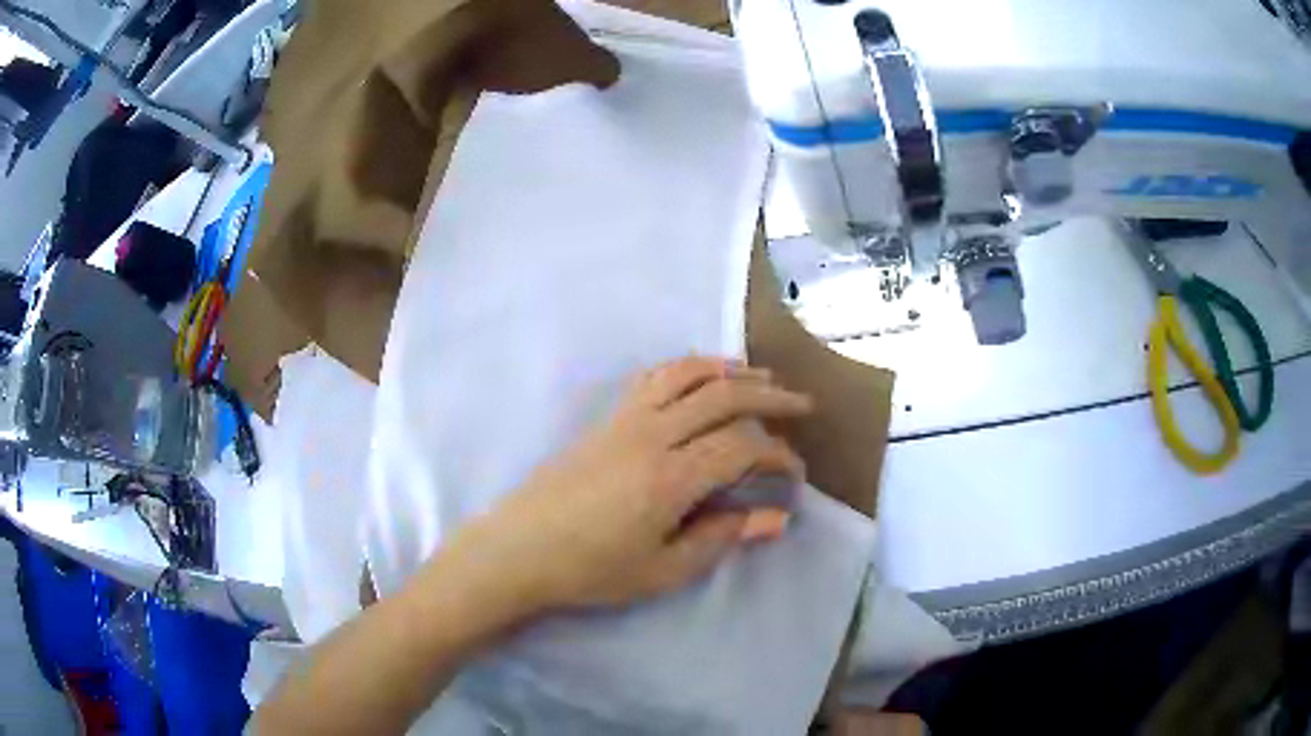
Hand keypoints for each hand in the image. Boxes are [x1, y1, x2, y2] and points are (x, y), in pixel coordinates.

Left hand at [441, 356, 812, 617]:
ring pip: (688, 374)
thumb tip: (777, 518)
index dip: (778, 456)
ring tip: (762, 377)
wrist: (519, 550)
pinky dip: (688, 367)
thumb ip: (722, 537)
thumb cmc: (591, 570)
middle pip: (725, 396)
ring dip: (731, 371)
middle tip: (803, 405)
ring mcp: (626, 420)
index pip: (743, 448)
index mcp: (671, 477)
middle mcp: (653, 435)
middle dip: (771, 397)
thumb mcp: (664, 569)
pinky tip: (702, 376)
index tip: (795, 475)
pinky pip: (654, 377)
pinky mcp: (607, 419)